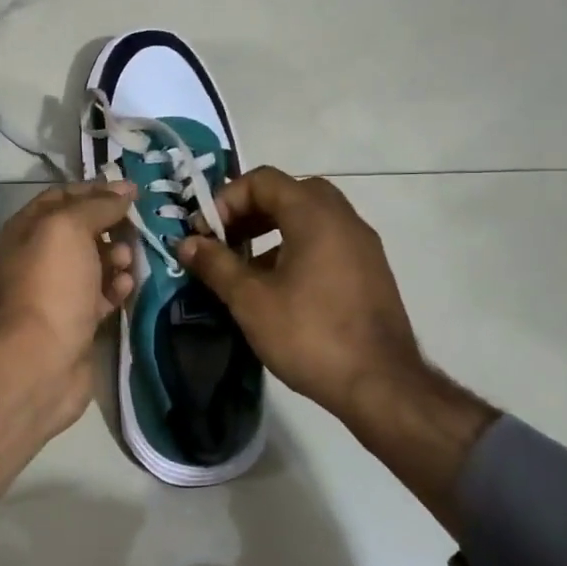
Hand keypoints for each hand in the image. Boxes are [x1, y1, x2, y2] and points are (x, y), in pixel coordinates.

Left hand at [0, 182, 134, 507]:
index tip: (131, 191)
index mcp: (25, 230)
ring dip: (116, 257)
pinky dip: (116, 288)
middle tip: (135, 227)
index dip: (95, 190)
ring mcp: (55, 292)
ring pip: (93, 264)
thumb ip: (96, 205)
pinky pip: (100, 296)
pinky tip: (127, 287)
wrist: (38, 363)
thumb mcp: (68, 230)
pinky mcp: (75, 323)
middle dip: (110, 226)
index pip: (61, 198)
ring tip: (127, 262)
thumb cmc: (50, 286)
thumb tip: (123, 190)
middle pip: (80, 231)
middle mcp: (37, 258)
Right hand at [176, 167, 496, 532]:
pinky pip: (327, 241)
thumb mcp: (250, 299)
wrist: (381, 385)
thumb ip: (215, 264)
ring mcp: (362, 245)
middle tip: (226, 240)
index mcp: (315, 215)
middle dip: (250, 211)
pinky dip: (296, 247)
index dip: (227, 199)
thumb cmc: (309, 334)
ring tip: (246, 266)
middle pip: (289, 193)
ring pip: (310, 218)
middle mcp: (344, 219)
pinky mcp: (370, 271)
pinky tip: (278, 287)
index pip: (263, 180)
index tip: (207, 233)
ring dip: (272, 230)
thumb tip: (186, 243)